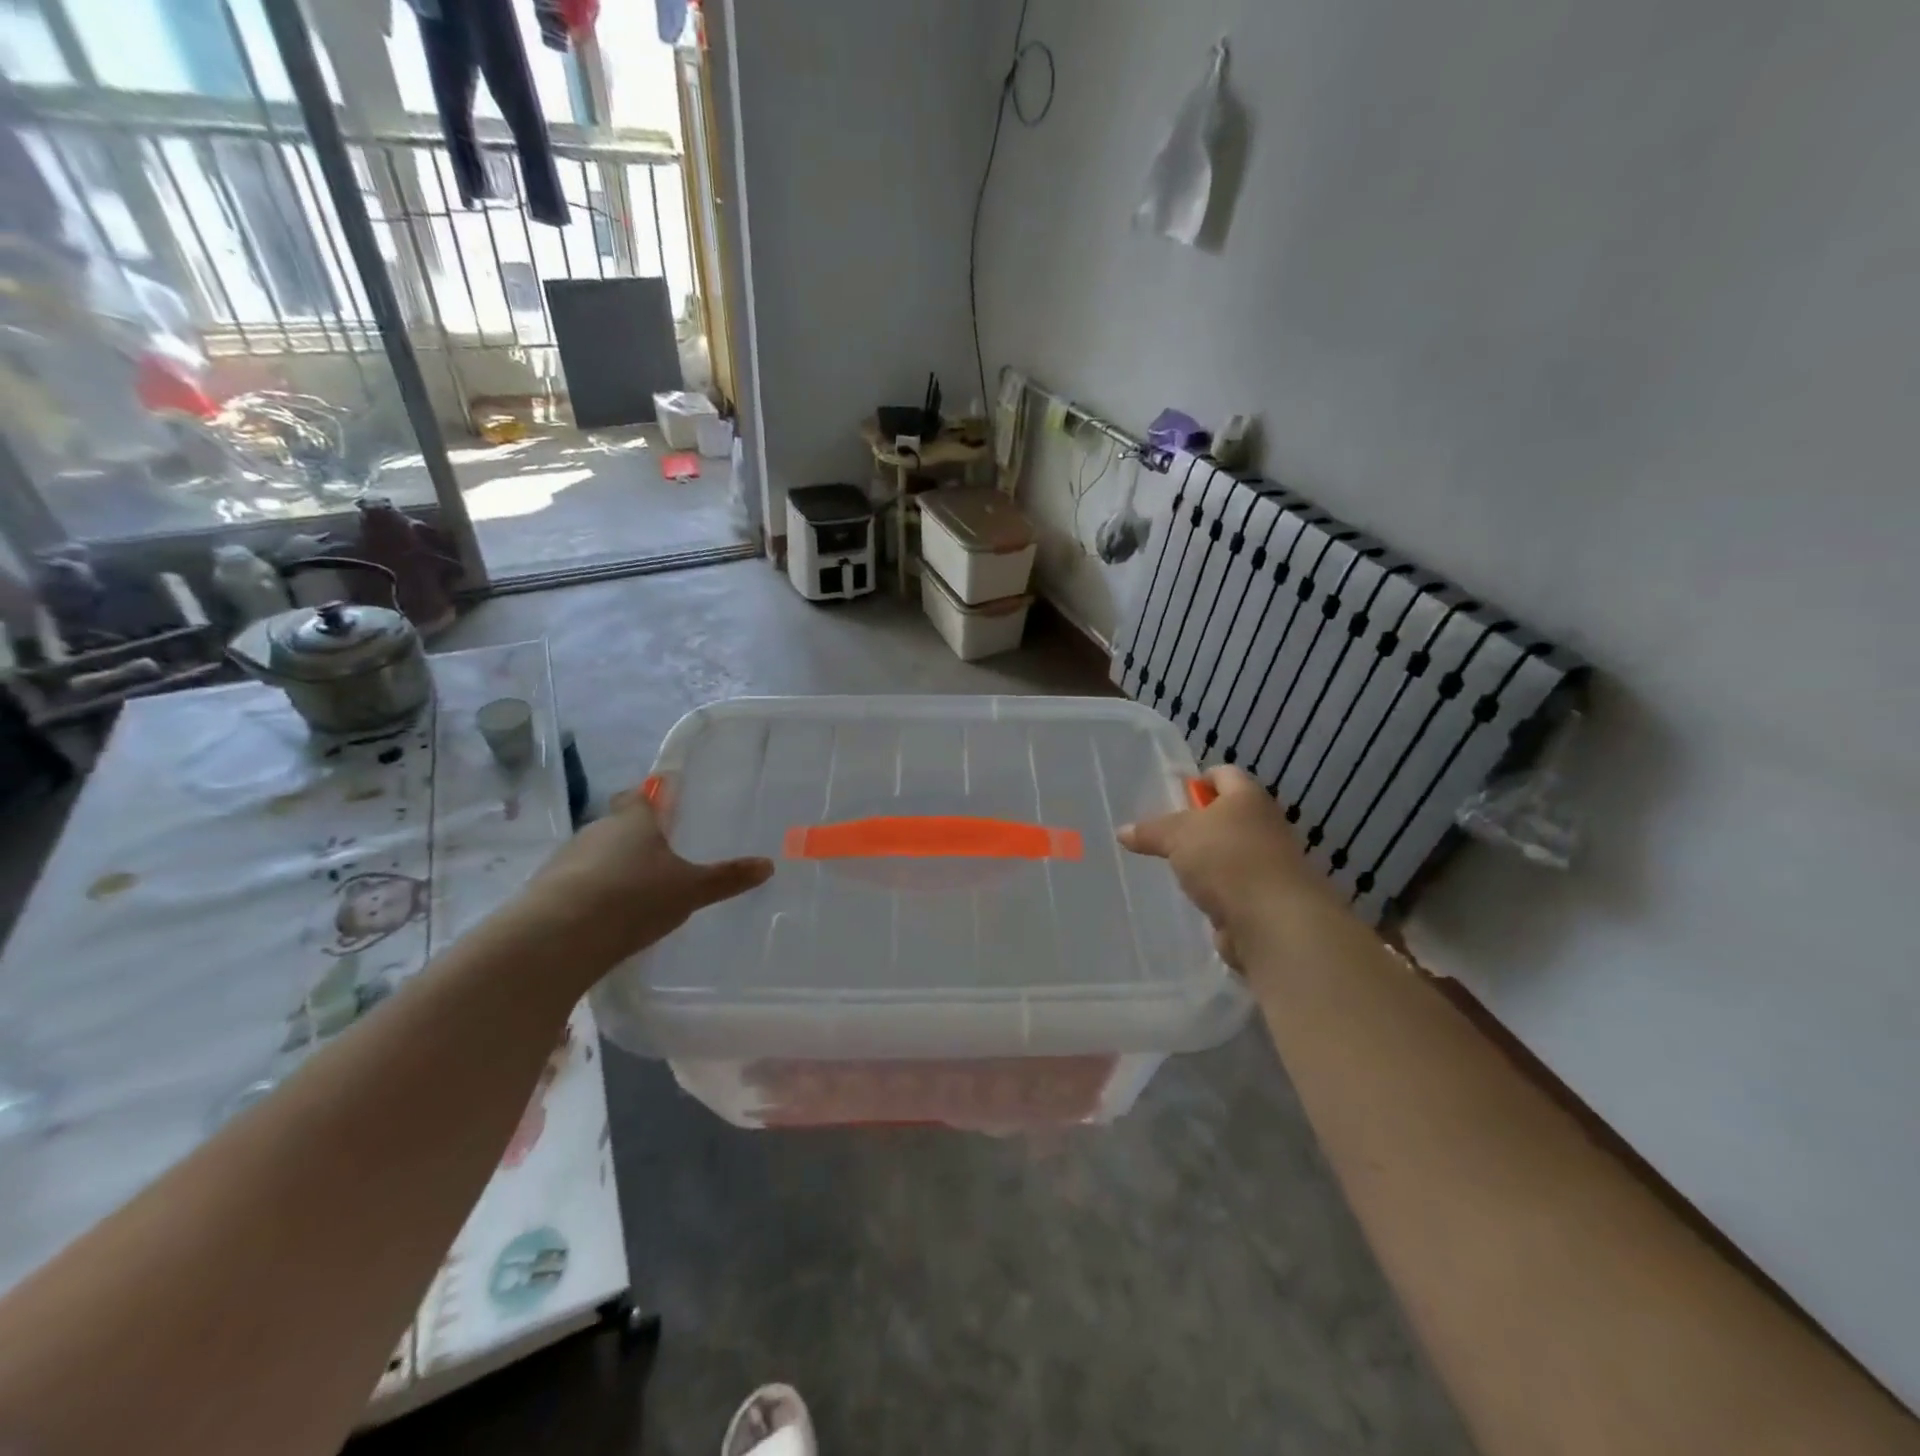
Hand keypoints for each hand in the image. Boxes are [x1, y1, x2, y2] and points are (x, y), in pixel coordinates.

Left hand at [517, 787, 773, 975]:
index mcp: (634, 821)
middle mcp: (598, 830)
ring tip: (636, 889)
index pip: (643, 795)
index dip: (654, 795)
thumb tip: (768, 865)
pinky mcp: (546, 890)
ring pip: (596, 854)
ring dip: (613, 866)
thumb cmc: (634, 898)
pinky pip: (577, 883)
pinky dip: (592, 892)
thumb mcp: (691, 890)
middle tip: (662, 853)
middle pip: (619, 825)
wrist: (557, 937)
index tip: (665, 797)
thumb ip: (727, 878)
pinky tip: (606, 915)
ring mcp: (567, 859)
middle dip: (637, 836)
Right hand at [1118, 766, 1335, 975]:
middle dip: (1199, 827)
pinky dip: (1218, 896)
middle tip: (1167, 837)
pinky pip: (1235, 891)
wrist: (1275, 921)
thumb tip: (1122, 832)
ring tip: (1178, 873)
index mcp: (1248, 798)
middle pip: (1229, 816)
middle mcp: (1265, 825)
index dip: (1199, 780)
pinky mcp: (1267, 901)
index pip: (1224, 774)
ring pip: (1231, 855)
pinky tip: (1197, 903)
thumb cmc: (1227, 859)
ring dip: (1208, 865)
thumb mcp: (1177, 836)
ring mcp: (1270, 865)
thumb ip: (1150, 831)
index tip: (1174, 796)